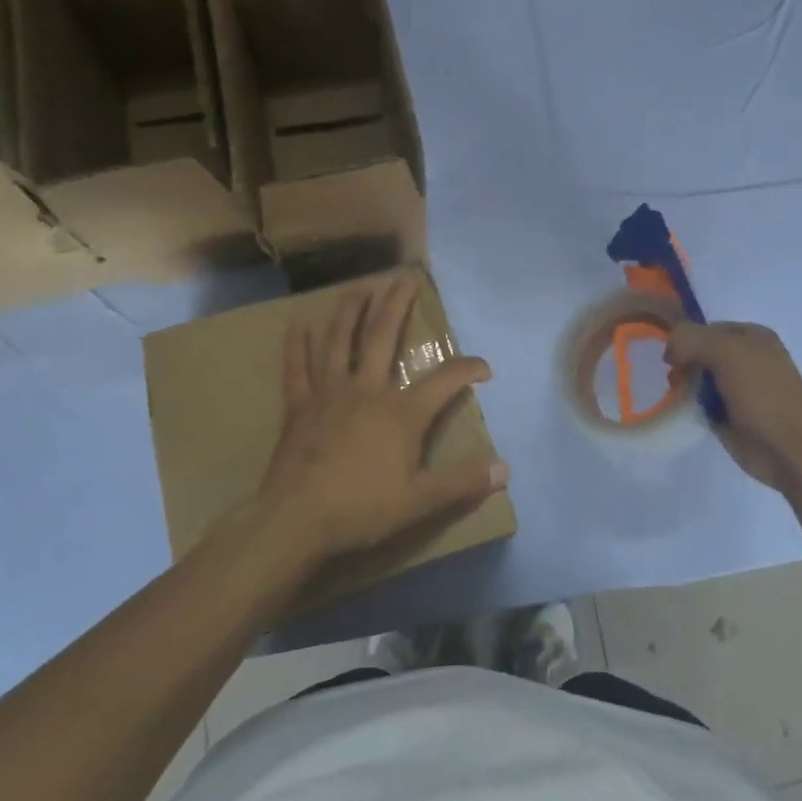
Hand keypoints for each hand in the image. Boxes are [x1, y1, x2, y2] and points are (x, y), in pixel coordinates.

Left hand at [258, 274, 508, 564]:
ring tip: (358, 289)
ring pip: (340, 342)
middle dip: (398, 306)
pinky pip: (297, 369)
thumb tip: (505, 469)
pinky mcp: (298, 407)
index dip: (468, 369)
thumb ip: (462, 482)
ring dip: (350, 313)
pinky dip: (297, 347)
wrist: (296, 522)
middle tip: (405, 278)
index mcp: (401, 413)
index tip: (484, 368)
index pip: (445, 381)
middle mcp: (367, 391)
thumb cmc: (361, 509)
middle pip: (385, 338)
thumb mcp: (420, 501)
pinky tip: (297, 326)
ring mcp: (329, 394)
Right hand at [664, 321, 801, 492]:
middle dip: (684, 364)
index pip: (706, 328)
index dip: (686, 339)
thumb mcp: (726, 351)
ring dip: (685, 387)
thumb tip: (669, 352)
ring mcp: (738, 389)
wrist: (790, 448)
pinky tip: (687, 413)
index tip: (672, 359)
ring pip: (698, 379)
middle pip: (700, 353)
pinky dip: (691, 407)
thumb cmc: (763, 393)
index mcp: (751, 336)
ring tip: (680, 399)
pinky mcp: (731, 415)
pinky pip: (702, 404)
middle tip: (675, 380)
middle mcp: (746, 359)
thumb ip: (691, 339)